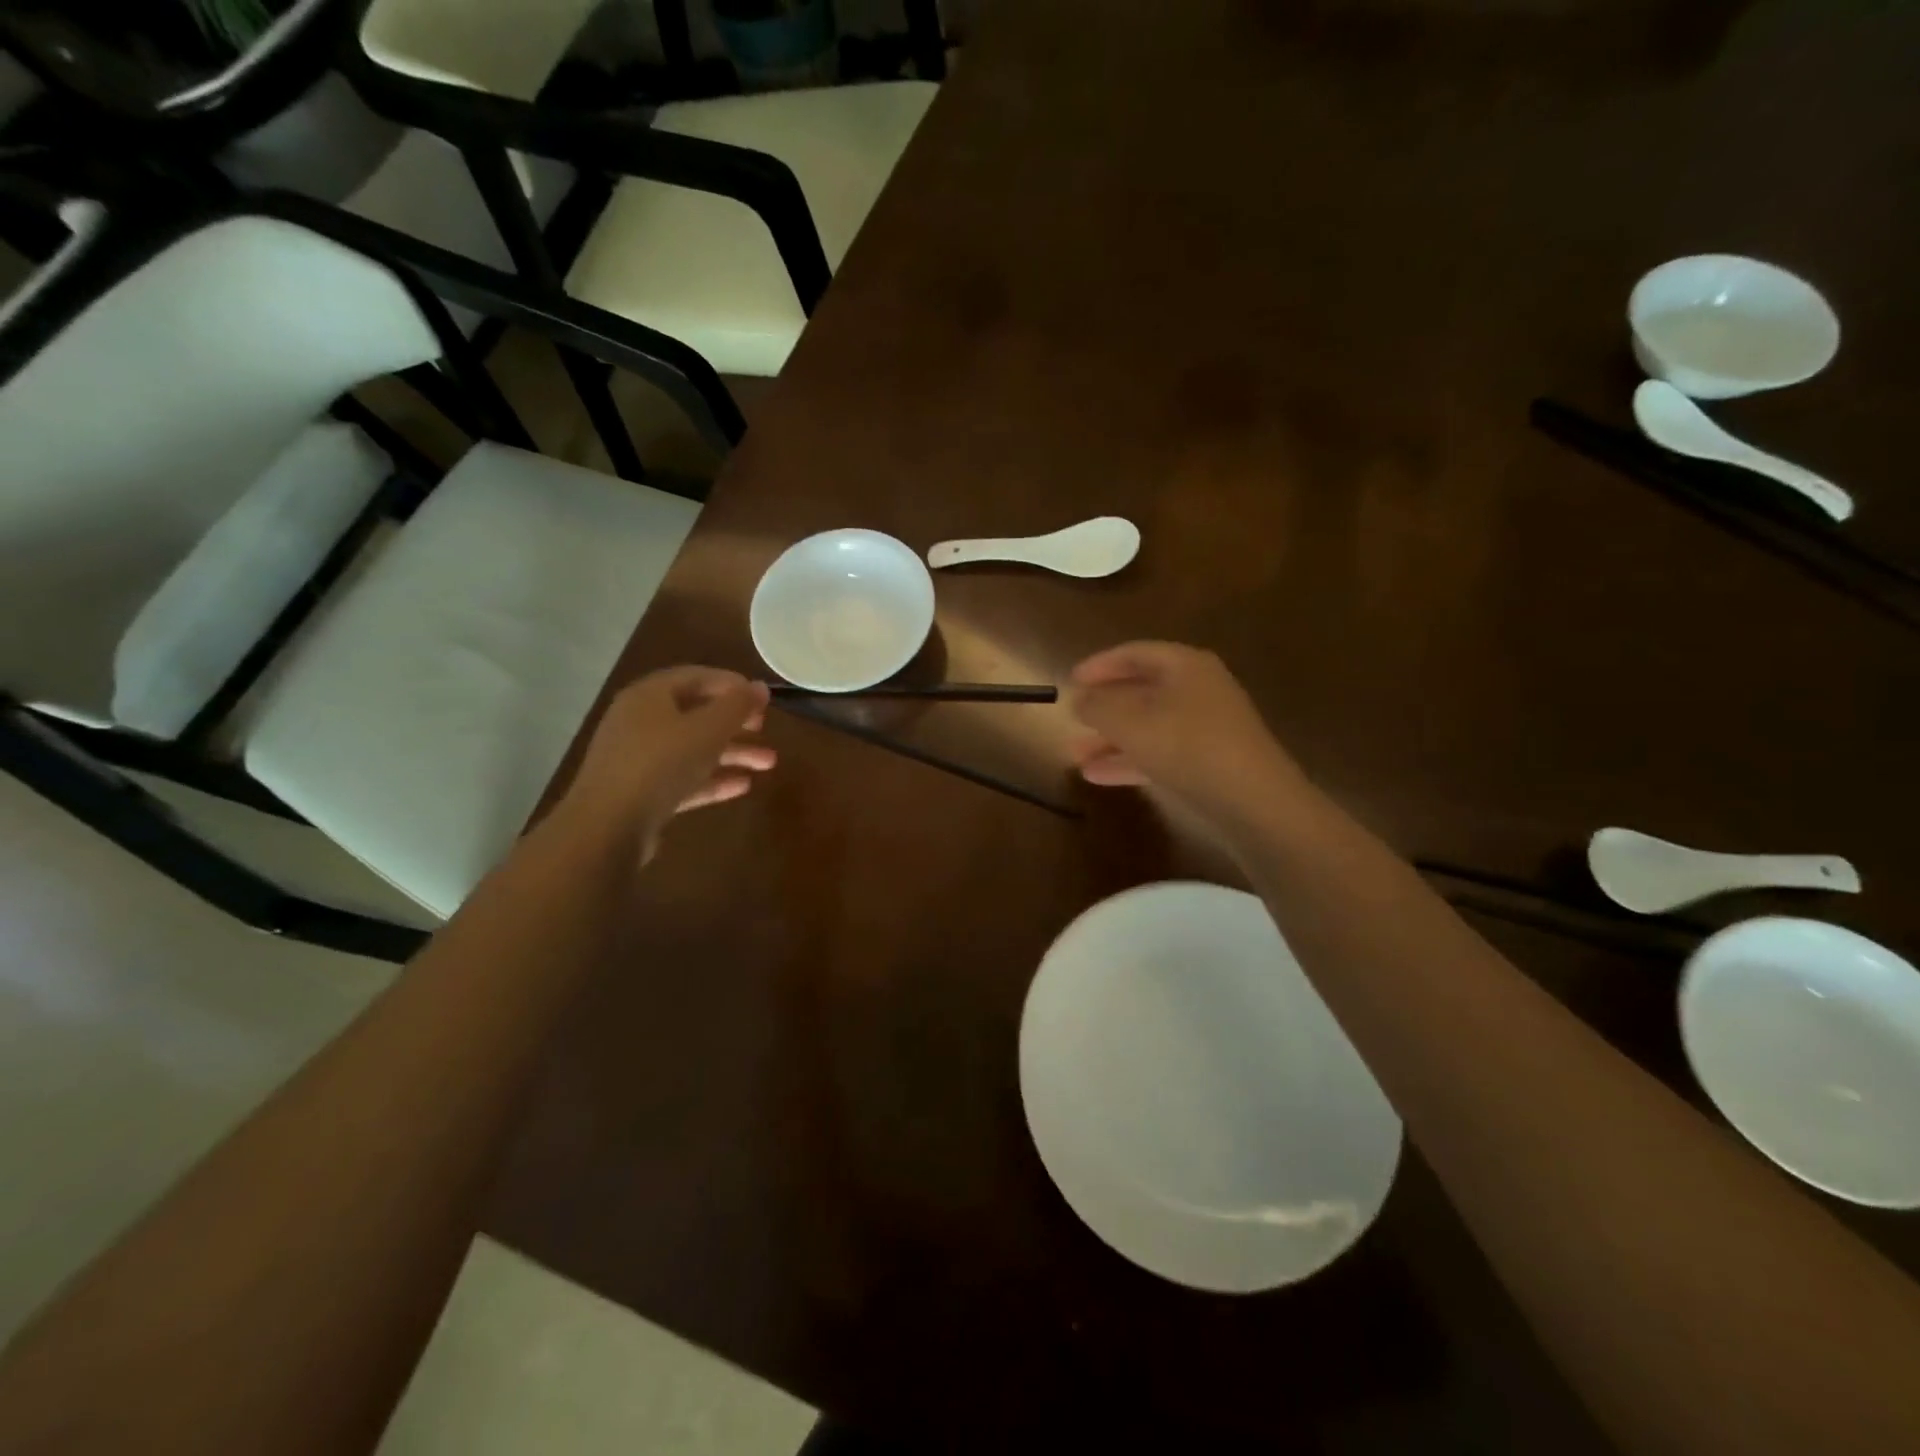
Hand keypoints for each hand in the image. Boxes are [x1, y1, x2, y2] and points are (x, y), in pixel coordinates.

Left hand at [561, 667, 775, 857]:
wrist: (608, 827)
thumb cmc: (660, 764)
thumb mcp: (707, 729)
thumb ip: (737, 706)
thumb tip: (759, 687)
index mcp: (650, 696)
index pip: (696, 677)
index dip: (731, 684)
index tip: (762, 699)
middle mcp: (641, 721)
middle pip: (696, 715)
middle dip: (735, 723)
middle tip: (765, 730)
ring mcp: (639, 759)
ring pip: (693, 749)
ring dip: (731, 753)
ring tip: (768, 764)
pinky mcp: (643, 793)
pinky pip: (683, 778)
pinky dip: (712, 779)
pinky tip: (743, 786)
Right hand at [1067, 642, 1307, 831]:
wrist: (1254, 801)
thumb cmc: (1187, 747)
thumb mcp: (1130, 723)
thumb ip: (1098, 706)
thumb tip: (1079, 699)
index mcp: (1184, 666)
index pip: (1134, 653)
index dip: (1099, 665)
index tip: (1070, 680)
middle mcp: (1198, 690)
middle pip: (1141, 691)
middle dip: (1103, 708)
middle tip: (1072, 720)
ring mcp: (1206, 727)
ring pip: (1148, 726)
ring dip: (1111, 739)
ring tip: (1075, 756)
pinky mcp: (1208, 761)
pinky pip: (1160, 753)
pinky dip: (1129, 760)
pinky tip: (1097, 777)